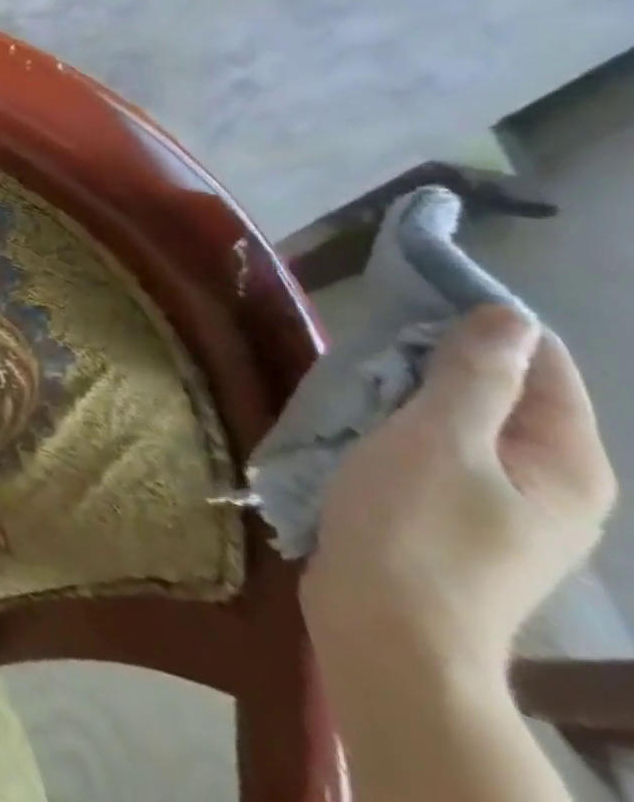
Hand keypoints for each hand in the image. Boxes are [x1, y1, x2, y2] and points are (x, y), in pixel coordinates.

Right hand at [303, 305, 616, 681]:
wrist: (388, 628)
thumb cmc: (412, 525)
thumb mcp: (436, 438)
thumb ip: (475, 376)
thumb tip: (505, 314)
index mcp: (565, 461)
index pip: (542, 362)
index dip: (480, 321)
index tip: (409, 294)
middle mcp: (555, 482)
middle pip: (505, 390)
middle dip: (438, 356)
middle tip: (369, 340)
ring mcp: (510, 505)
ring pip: (467, 418)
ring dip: (414, 390)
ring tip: (357, 375)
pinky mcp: (464, 518)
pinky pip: (443, 448)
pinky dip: (405, 423)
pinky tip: (362, 421)